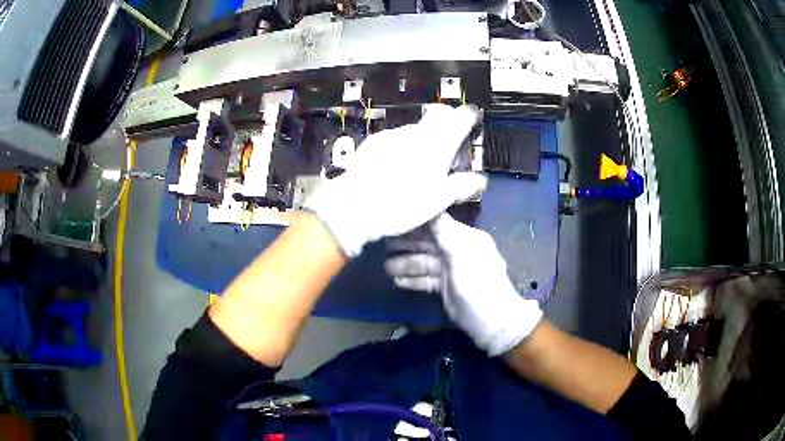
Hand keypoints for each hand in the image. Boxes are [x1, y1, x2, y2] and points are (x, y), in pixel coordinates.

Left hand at [305, 105, 486, 256]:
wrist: (355, 206)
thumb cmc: (402, 204)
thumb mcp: (438, 200)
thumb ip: (461, 186)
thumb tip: (479, 179)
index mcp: (437, 145)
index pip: (459, 118)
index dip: (469, 115)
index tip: (473, 116)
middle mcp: (416, 133)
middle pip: (437, 116)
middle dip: (447, 121)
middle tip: (451, 137)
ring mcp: (393, 135)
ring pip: (416, 128)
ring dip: (424, 136)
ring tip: (422, 158)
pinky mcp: (374, 142)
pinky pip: (396, 137)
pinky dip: (403, 144)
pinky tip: (397, 162)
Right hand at [385, 214, 542, 355]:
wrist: (492, 323)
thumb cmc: (478, 286)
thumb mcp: (462, 256)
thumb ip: (444, 233)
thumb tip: (430, 208)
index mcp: (466, 239)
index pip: (438, 224)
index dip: (417, 222)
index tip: (396, 220)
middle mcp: (458, 251)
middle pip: (428, 244)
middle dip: (407, 245)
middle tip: (383, 245)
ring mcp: (451, 271)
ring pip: (425, 263)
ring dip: (405, 265)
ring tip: (386, 269)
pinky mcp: (446, 288)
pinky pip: (426, 280)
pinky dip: (413, 281)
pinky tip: (397, 282)